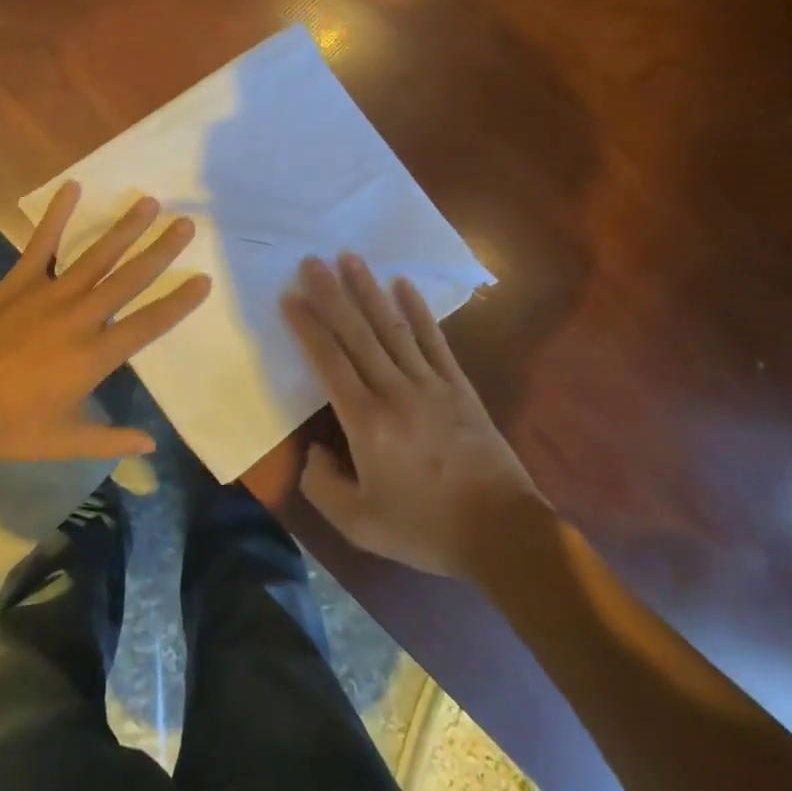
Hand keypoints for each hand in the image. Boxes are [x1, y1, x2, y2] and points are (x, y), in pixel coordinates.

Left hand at [0, 181, 209, 465]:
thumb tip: (151, 445)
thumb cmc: (8, 426)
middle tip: (186, 224)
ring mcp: (49, 294)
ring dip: (124, 227)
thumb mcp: (63, 442)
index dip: (179, 302)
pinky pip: (43, 242)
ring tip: (149, 202)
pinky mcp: (19, 281)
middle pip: (130, 278)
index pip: (149, 323)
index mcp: (95, 355)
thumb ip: (110, 439)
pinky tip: (73, 187)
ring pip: (97, 254)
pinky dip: (57, 214)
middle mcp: (80, 316)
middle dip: (161, 250)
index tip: (204, 279)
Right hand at [283, 253, 542, 577]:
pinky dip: (418, 310)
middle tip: (312, 261)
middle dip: (331, 294)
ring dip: (369, 290)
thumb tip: (314, 451)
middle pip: (357, 333)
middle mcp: (394, 391)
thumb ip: (323, 486)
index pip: (329, 361)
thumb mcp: (359, 525)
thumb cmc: (425, 528)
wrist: (501, 533)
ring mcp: (430, 384)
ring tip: (350, 258)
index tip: (290, 297)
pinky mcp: (459, 386)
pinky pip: (434, 340)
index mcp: (366, 421)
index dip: (308, 326)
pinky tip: (403, 285)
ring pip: (392, 327)